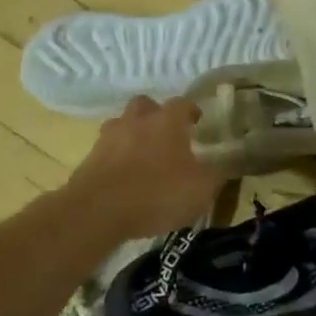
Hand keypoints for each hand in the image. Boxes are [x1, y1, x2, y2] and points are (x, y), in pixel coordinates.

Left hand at [65, 96, 226, 238]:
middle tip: (167, 135)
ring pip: (122, 125)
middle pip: (146, 105)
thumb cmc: (157, 193)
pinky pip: (106, 151)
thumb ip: (217, 174)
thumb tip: (226, 164)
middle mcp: (137, 120)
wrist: (97, 211)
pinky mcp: (89, 159)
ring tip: (142, 157)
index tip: (198, 123)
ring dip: (132, 135)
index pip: (183, 103)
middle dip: (156, 115)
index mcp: (168, 121)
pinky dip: (116, 159)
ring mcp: (109, 138)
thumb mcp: (201, 189)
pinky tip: (124, 179)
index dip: (192, 111)